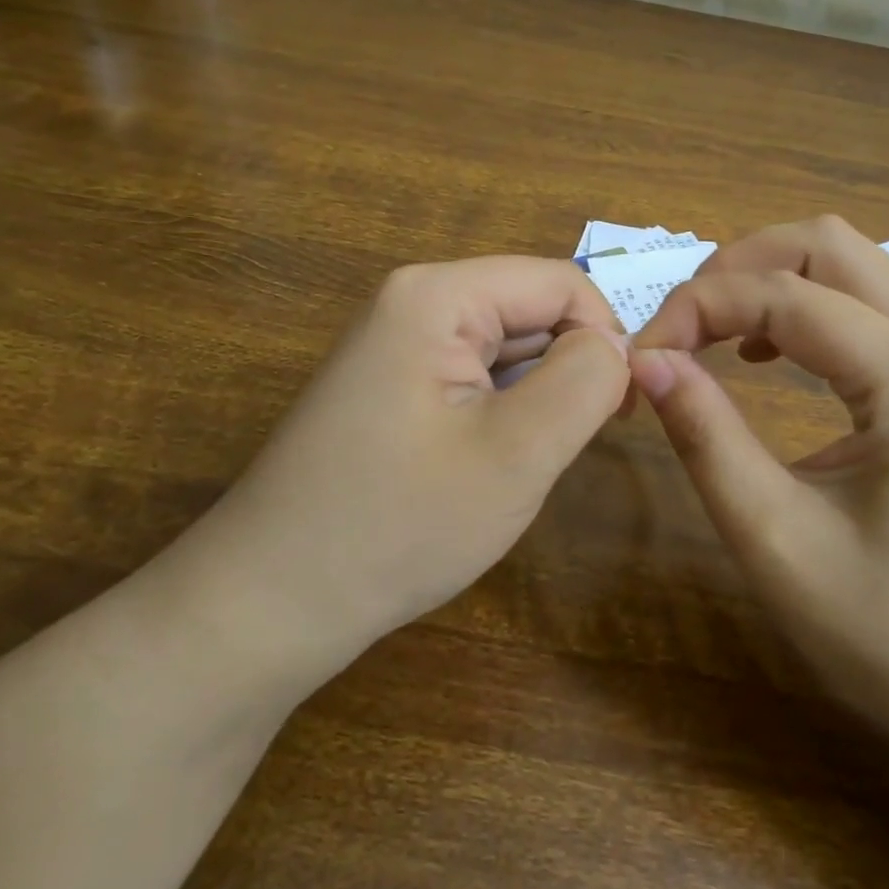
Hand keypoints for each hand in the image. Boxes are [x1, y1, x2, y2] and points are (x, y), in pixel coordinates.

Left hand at [152, 257, 631, 683]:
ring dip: (536, 395)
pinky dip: (502, 411)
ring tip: (528, 460)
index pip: (560, 283)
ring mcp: (396, 344)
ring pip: (506, 346)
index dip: (605, 337)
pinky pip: (473, 376)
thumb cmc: (397, 525)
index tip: (620, 412)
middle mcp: (413, 302)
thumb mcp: (516, 454)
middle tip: (572, 445)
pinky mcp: (391, 384)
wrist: (268, 605)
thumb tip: (618, 345)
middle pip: (530, 309)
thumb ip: (585, 381)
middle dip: (569, 367)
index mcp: (437, 295)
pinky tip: (490, 463)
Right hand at [630, 217, 888, 768]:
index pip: (783, 293)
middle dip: (736, 267)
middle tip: (681, 330)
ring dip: (769, 280)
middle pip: (825, 242)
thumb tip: (647, 360)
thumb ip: (706, 437)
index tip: (641, 357)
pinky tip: (769, 356)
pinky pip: (867, 301)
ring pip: (848, 263)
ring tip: (713, 337)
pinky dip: (804, 305)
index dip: (697, 308)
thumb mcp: (777, 541)